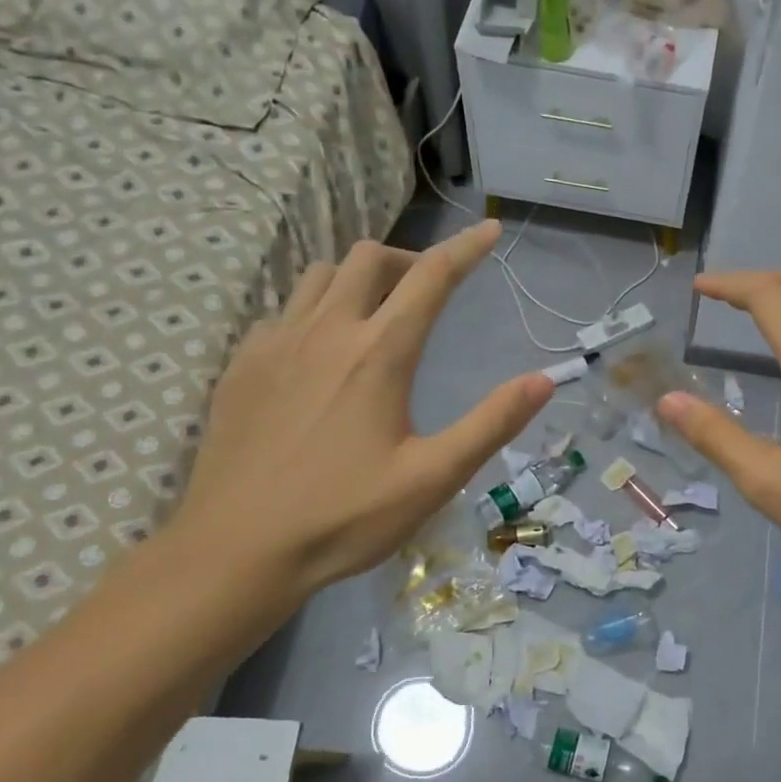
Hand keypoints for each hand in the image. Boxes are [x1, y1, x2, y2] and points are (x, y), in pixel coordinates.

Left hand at [171, 221, 551, 605]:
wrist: (237, 550)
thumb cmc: (345, 517)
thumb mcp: (434, 477)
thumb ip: (491, 423)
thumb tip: (544, 380)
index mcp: (379, 354)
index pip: (431, 277)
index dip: (466, 249)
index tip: (489, 231)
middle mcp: (326, 331)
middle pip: (368, 258)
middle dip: (408, 259)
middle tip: (429, 290)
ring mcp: (275, 344)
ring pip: (319, 276)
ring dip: (356, 279)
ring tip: (375, 314)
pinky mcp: (241, 366)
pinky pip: (282, 311)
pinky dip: (312, 311)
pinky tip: (318, 354)